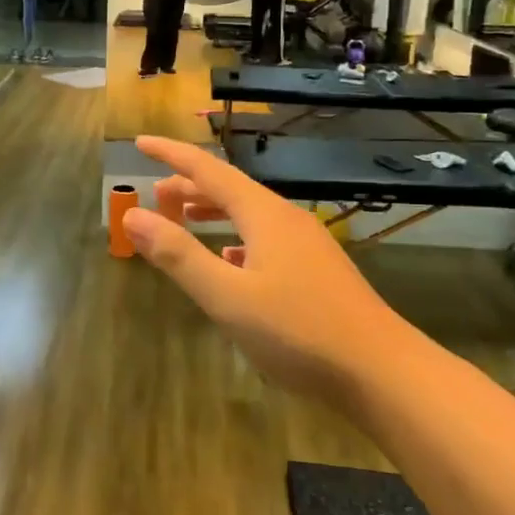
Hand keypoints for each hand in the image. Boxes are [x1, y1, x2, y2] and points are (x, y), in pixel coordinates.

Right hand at [121, 136, 399, 402]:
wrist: (382, 371)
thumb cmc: (298, 331)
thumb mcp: (226, 296)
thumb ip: (178, 255)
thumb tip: (133, 215)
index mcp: (263, 215)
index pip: (207, 170)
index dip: (171, 154)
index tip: (140, 143)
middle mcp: (286, 219)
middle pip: (230, 189)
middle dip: (190, 186)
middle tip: (156, 193)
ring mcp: (307, 245)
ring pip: (250, 215)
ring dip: (213, 211)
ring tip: (185, 219)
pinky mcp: (318, 271)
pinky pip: (267, 239)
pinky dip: (238, 239)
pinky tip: (231, 261)